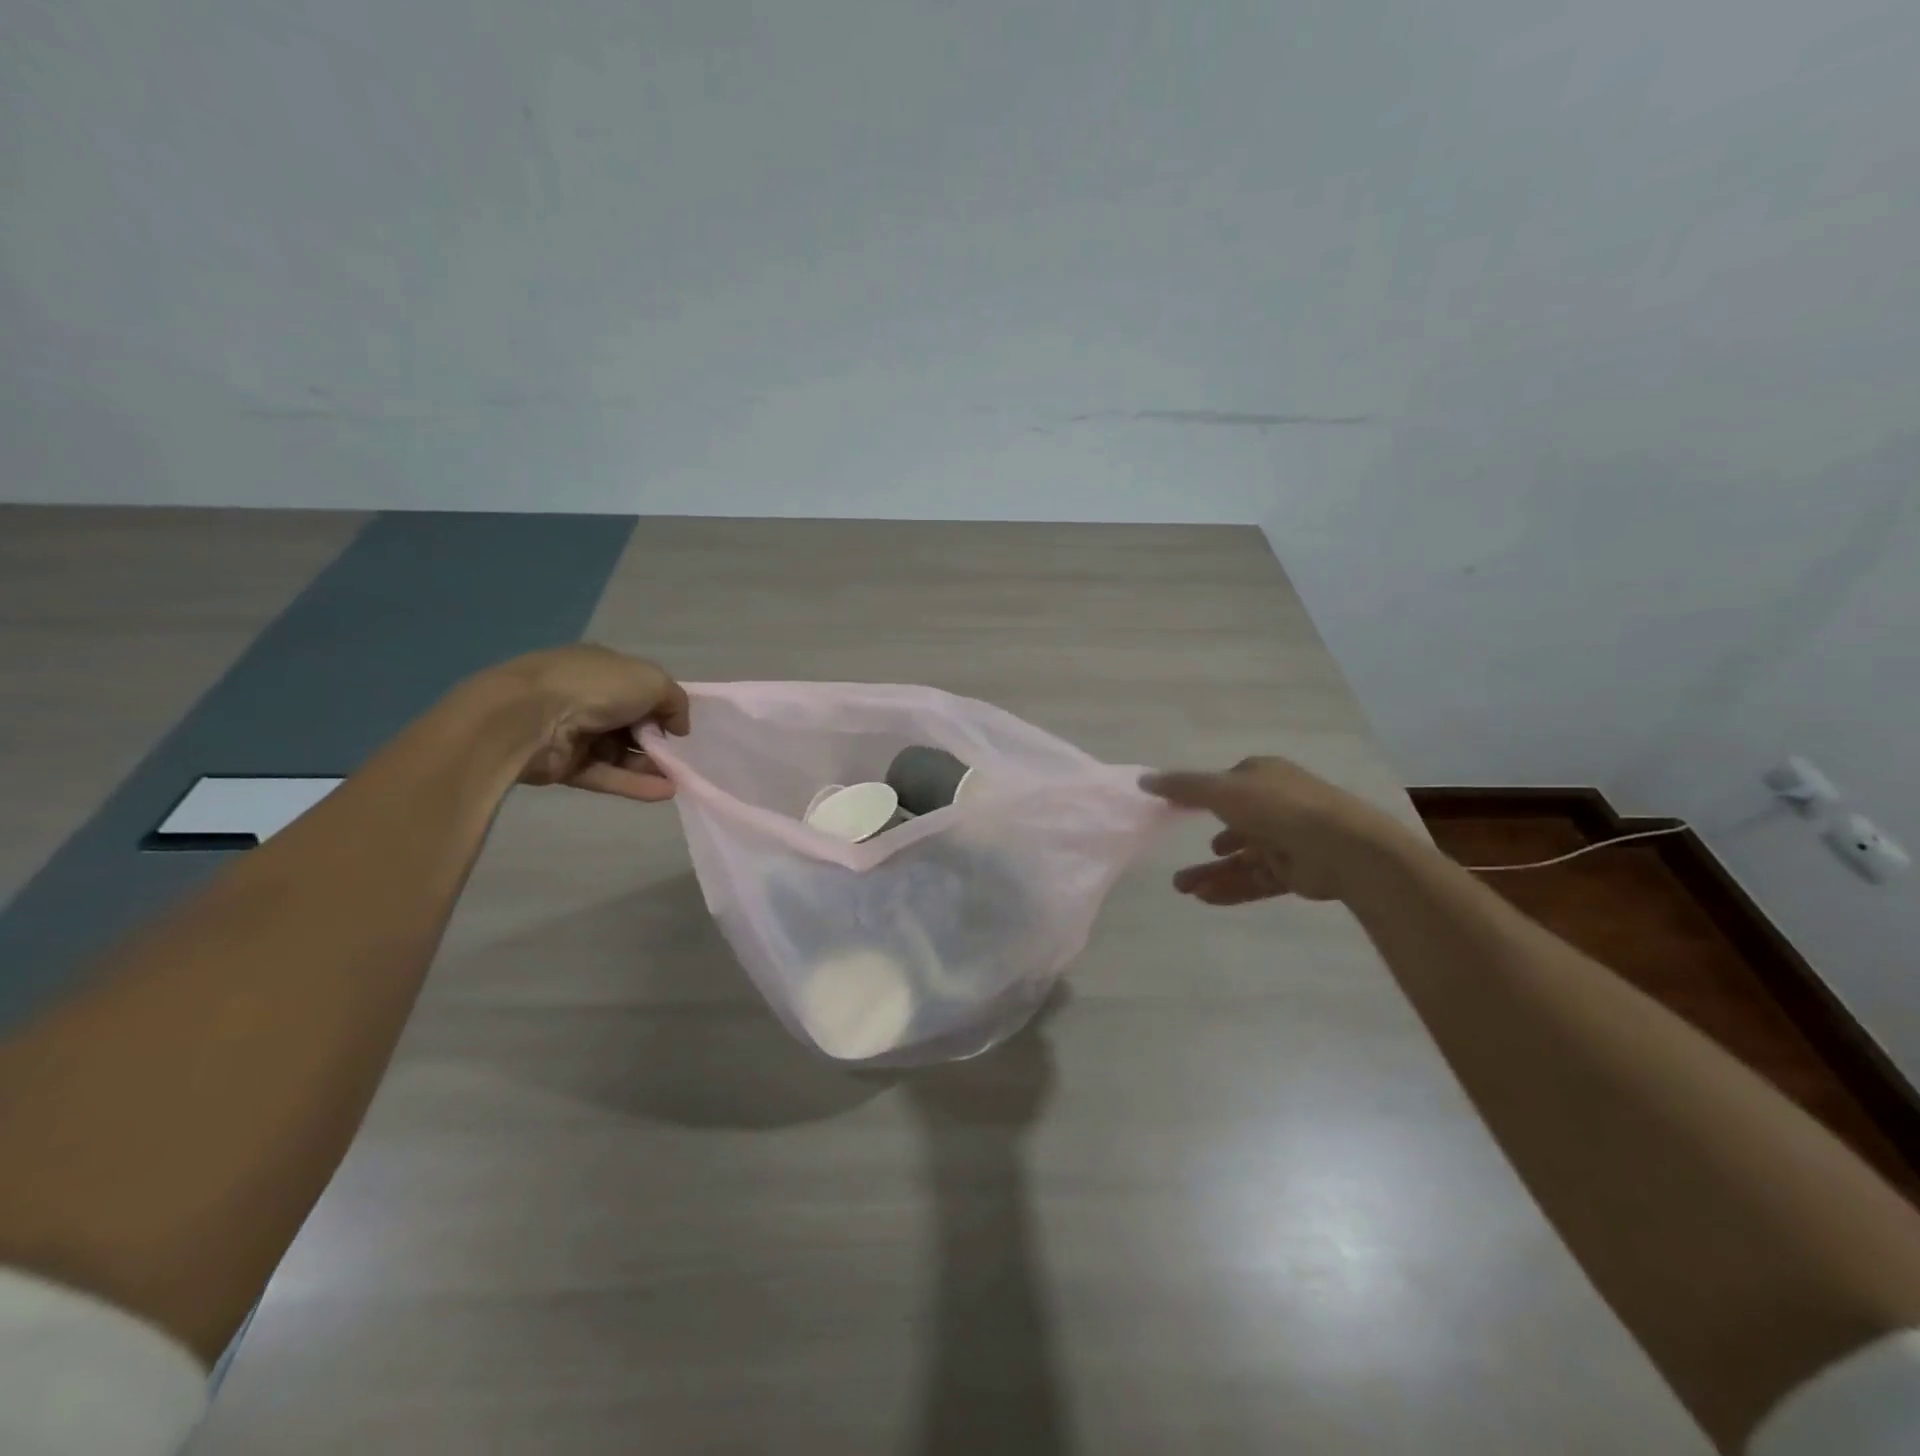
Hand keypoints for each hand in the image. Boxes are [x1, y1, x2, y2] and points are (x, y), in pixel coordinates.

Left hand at [479, 644, 690, 801]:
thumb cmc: (595, 687)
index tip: (678, 726)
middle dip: (657, 741)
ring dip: (650, 766)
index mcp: (603, 669)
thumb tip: (678, 726)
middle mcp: (587, 697)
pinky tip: (665, 792)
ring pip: (620, 753)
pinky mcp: (565, 765)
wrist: (528, 717)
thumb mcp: (652, 680)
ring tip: (678, 779)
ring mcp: (574, 732)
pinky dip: (634, 784)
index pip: (639, 689)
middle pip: (631, 723)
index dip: (661, 707)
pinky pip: (606, 775)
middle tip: (679, 756)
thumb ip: (675, 701)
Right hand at [1141, 756, 1404, 904]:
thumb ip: (1182, 787)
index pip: (1225, 785)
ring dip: (1211, 871)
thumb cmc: (1277, 807)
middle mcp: (1275, 805)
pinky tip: (1205, 898)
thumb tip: (1143, 779)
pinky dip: (1231, 887)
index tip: (1174, 811)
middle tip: (1175, 861)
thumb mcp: (1221, 790)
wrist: (1343, 848)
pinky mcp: (1295, 872)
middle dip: (1202, 847)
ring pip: (1240, 858)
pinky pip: (1255, 879)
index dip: (1200, 797)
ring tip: (1182, 888)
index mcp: (1262, 777)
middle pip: (1231, 826)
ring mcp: (1286, 839)